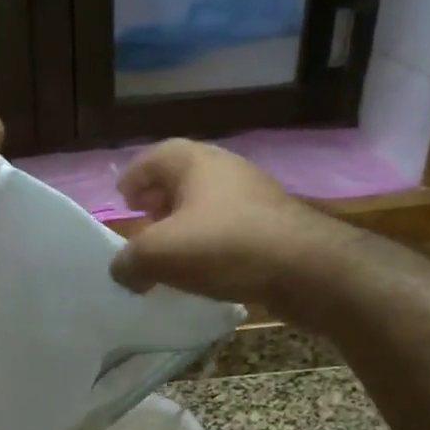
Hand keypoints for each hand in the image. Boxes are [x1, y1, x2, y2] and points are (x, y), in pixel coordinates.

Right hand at [110, 139, 336, 302]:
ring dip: (185, 223)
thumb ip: (128, 262)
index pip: (153, 158)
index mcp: (194, 162)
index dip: (133, 178)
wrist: (306, 268)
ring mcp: (254, 195)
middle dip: (158, 200)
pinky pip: (229, 226)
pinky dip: (210, 241)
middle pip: (181, 178)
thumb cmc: (223, 246)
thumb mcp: (158, 255)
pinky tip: (205, 267)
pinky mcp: (274, 224)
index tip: (122, 201)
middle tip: (144, 223)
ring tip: (171, 251)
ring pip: (207, 203)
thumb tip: (123, 272)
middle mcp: (225, 169)